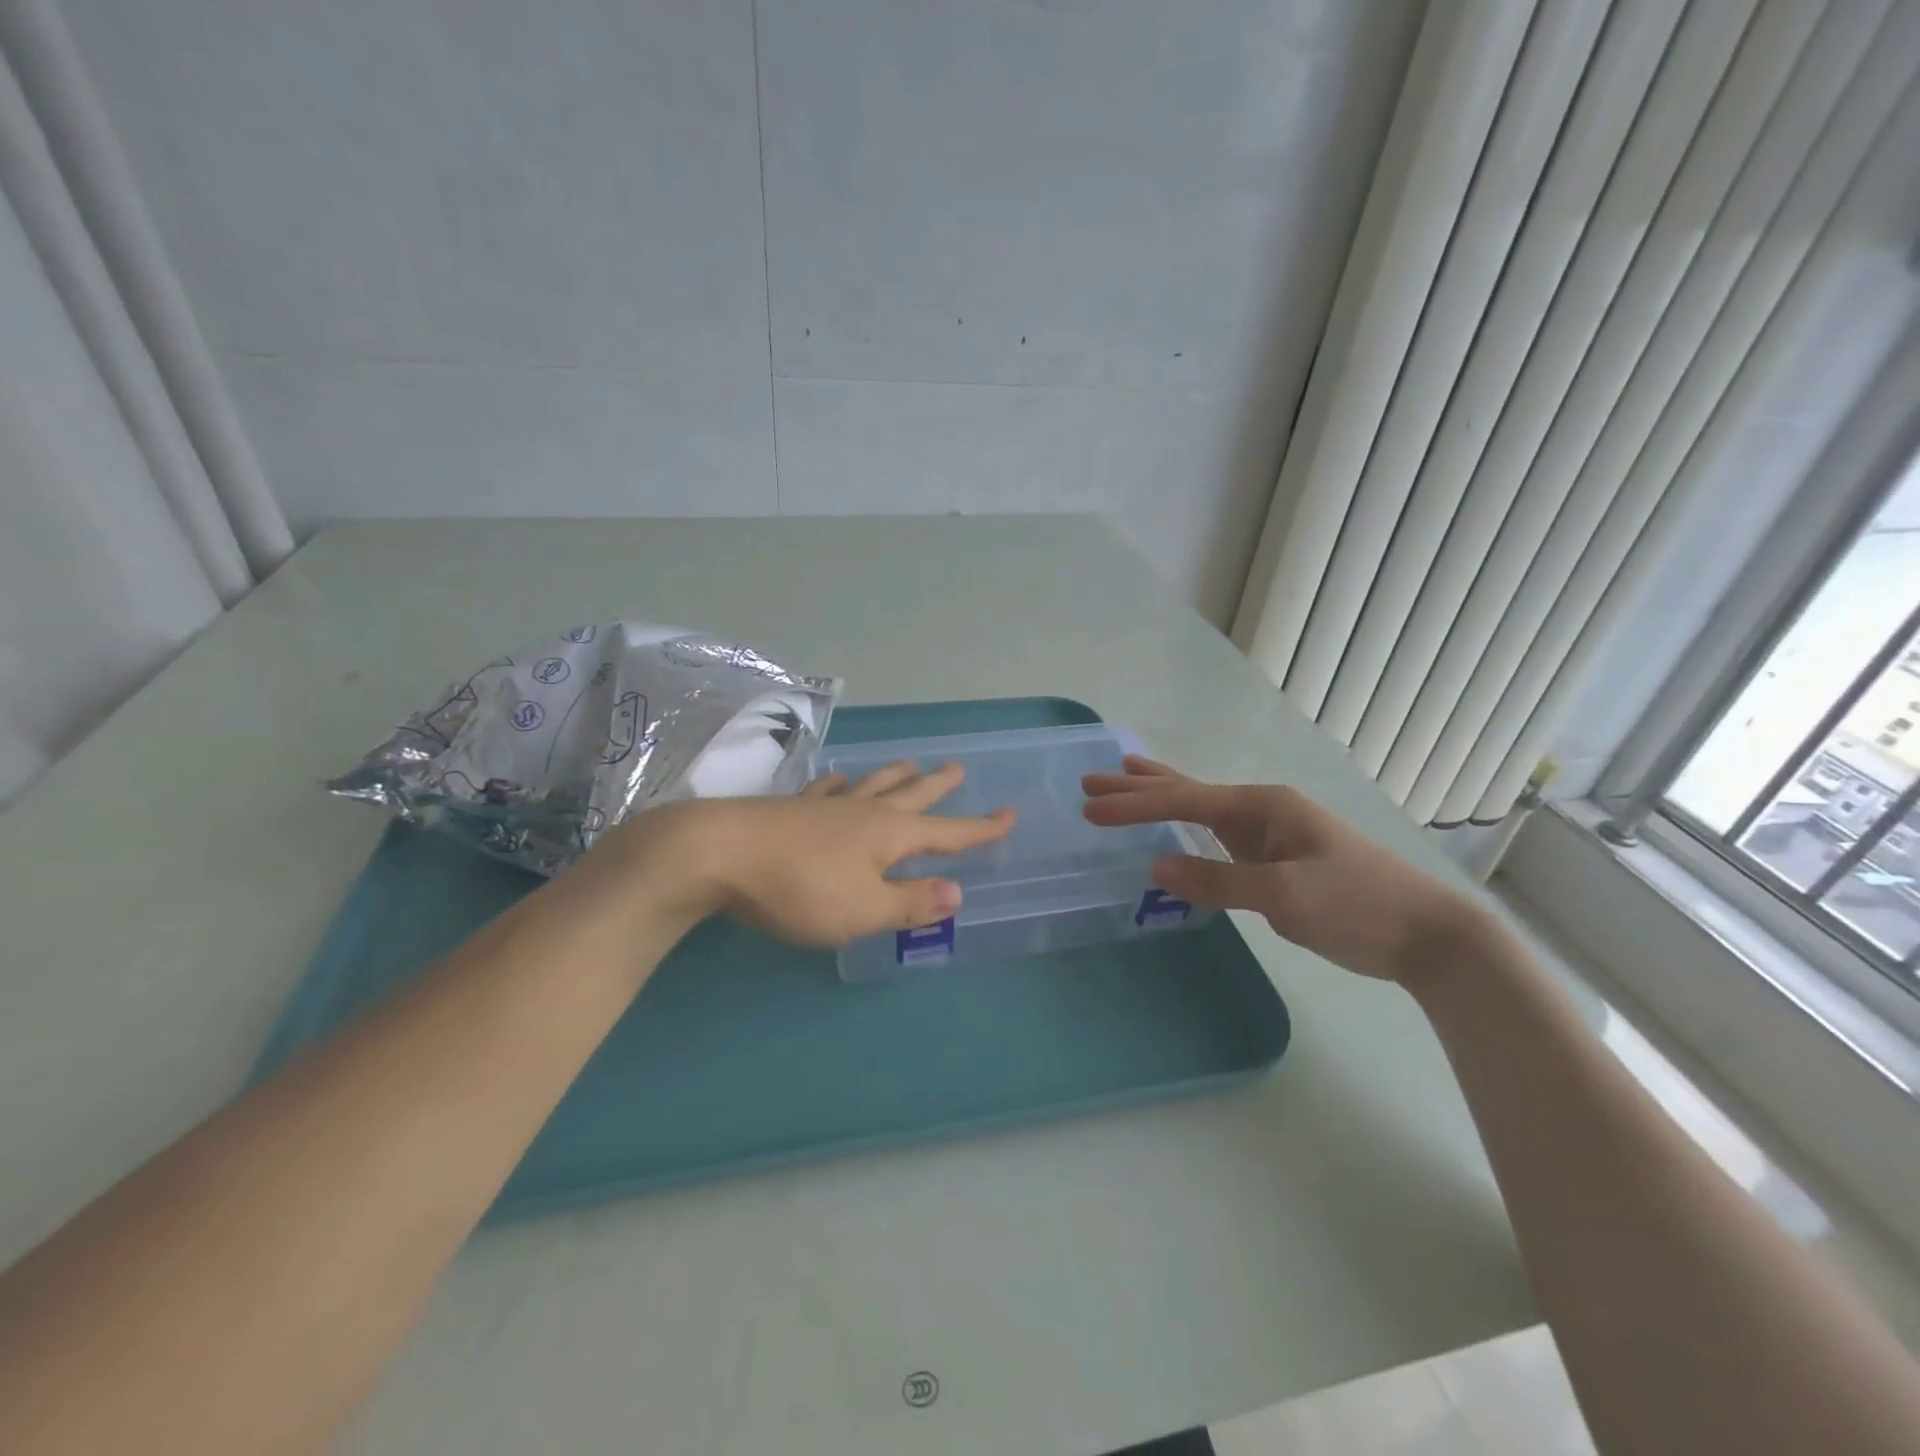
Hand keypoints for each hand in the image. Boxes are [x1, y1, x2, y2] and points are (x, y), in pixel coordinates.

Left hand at [597, 761, 1014, 948]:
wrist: (717, 854)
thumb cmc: (799, 890)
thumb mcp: (863, 910)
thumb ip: (910, 903)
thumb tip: (959, 893)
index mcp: (889, 835)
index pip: (947, 833)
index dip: (980, 829)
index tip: (1009, 814)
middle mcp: (863, 812)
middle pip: (911, 795)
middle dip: (938, 786)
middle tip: (958, 769)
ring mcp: (825, 806)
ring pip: (871, 784)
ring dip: (895, 775)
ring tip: (911, 763)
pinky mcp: (791, 808)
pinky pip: (827, 790)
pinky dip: (841, 784)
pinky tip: (840, 778)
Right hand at [1081, 756, 1493, 983]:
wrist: (1428, 936)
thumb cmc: (1359, 906)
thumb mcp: (1286, 895)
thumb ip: (1219, 880)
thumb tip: (1156, 866)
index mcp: (1264, 806)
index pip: (1186, 800)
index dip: (1136, 804)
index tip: (1091, 808)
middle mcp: (1262, 810)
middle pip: (1188, 792)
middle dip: (1139, 788)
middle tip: (1090, 782)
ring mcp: (1269, 834)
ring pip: (1201, 809)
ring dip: (1160, 796)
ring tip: (1124, 776)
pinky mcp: (1274, 860)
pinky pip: (1216, 836)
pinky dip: (1186, 826)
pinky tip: (1176, 828)